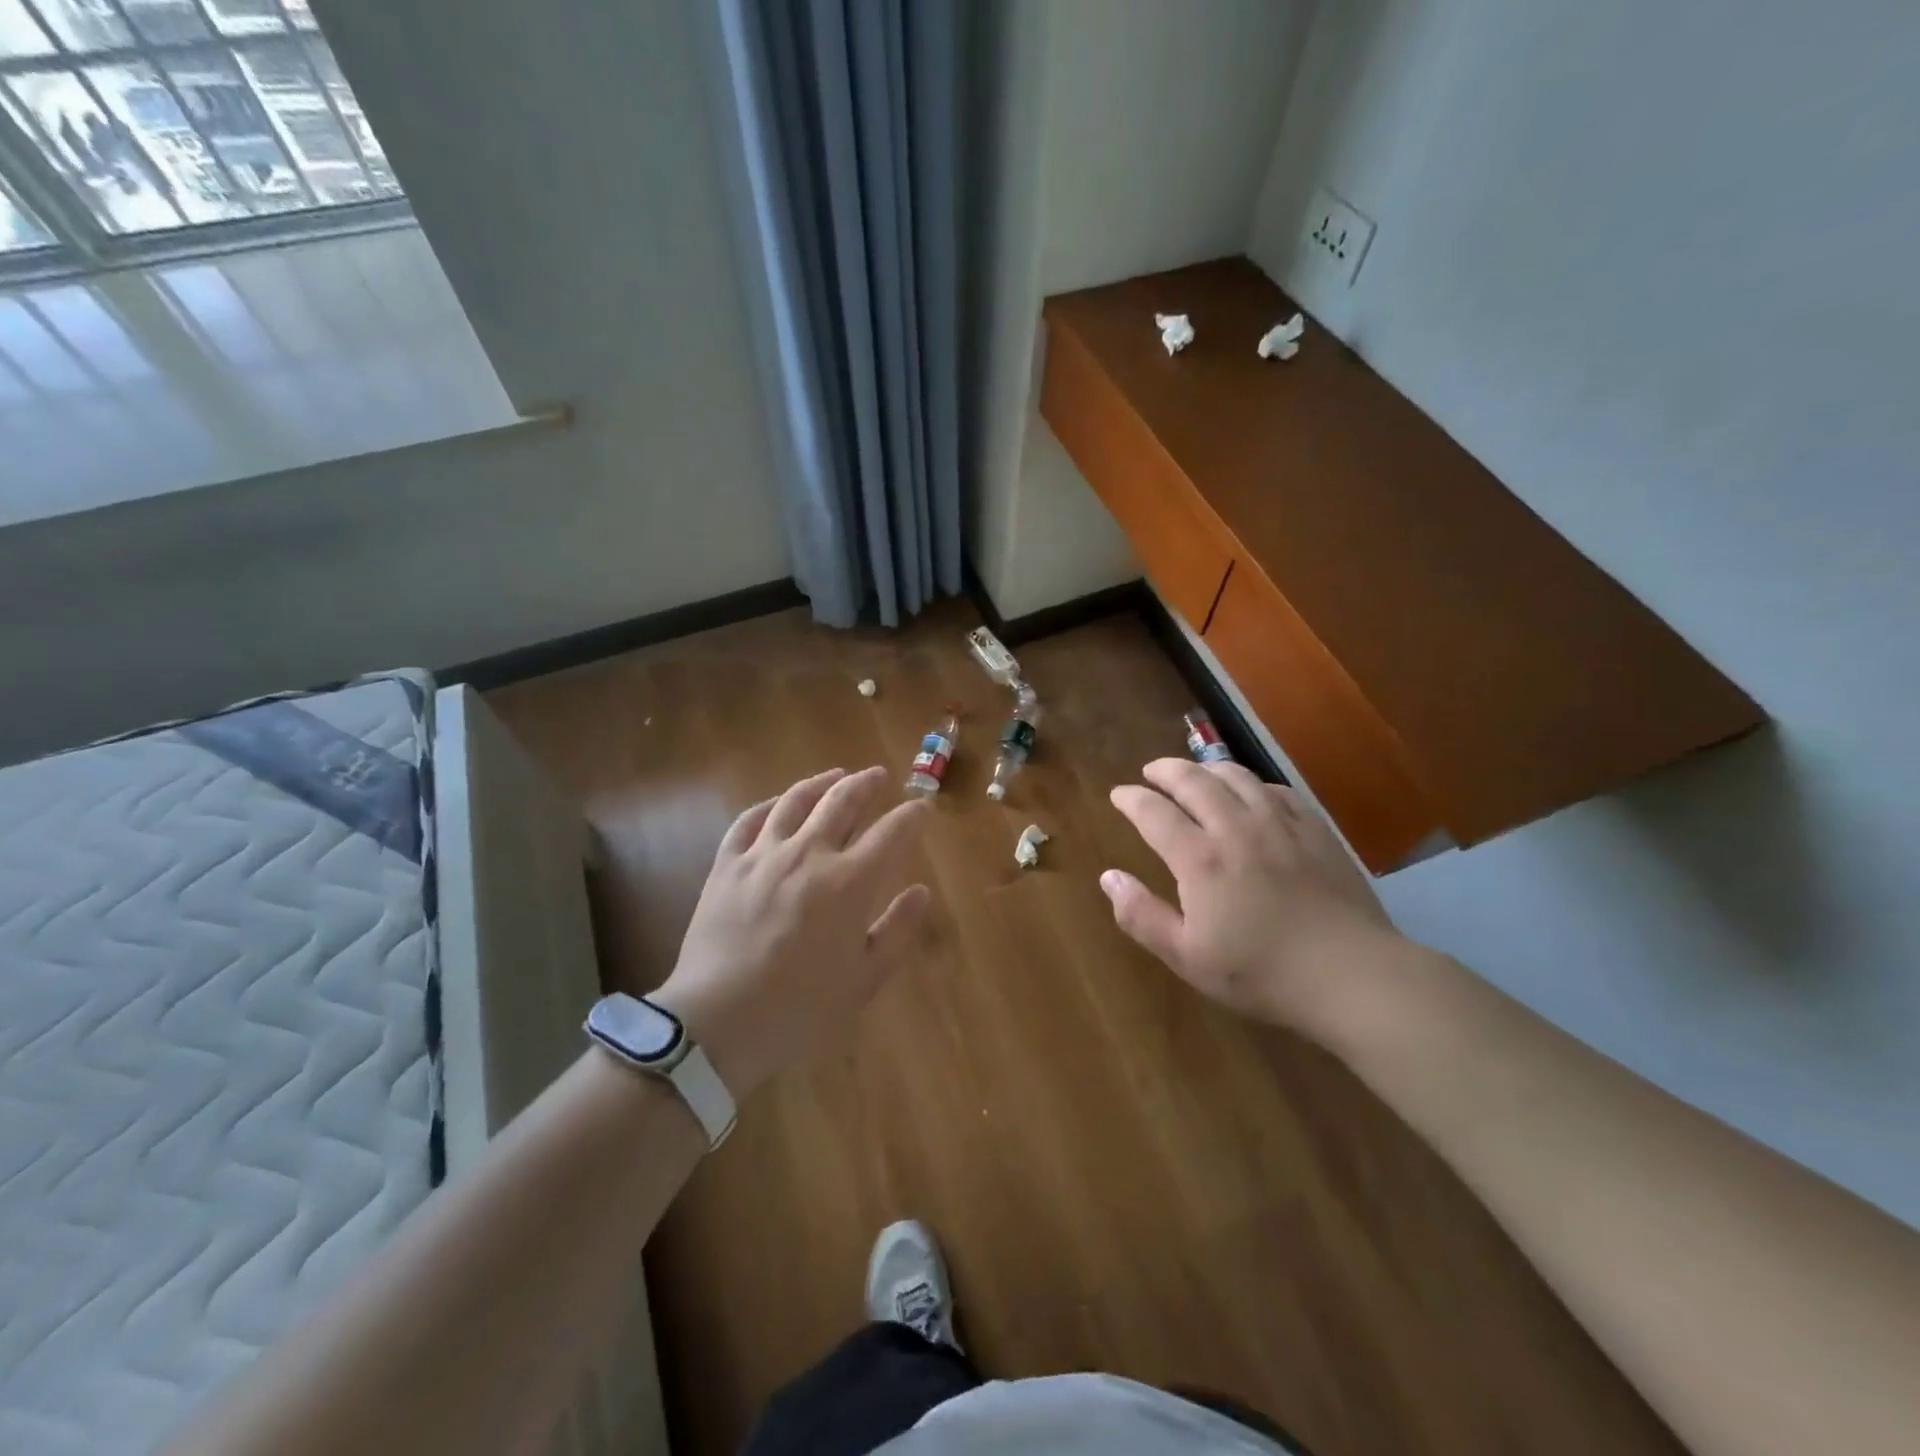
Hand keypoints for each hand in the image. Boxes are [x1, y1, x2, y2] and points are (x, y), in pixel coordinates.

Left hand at [651, 766, 932, 1098]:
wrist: (718, 1023)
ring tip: (835, 775)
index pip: (892, 832)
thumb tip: (921, 891)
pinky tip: (778, 804)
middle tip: (879, 776)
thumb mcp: (864, 979)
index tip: (922, 808)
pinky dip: (769, 805)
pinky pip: (749, 820)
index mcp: (850, 882)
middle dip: (867, 784)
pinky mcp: (727, 865)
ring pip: (796, 800)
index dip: (912, 816)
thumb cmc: (801, 1008)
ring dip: (821, 782)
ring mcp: (764, 854)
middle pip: (843, 800)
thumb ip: (896, 929)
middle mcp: (810, 854)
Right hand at [1103, 759, 1404, 1030]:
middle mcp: (1235, 828)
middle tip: (1151, 771)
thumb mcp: (1187, 957)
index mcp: (1200, 858)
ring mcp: (1279, 825)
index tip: (1118, 794)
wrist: (1351, 975)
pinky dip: (1254, 784)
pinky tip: (1253, 793)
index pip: (1154, 812)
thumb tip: (1108, 877)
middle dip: (1166, 770)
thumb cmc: (1261, 972)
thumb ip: (1141, 916)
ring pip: (1237, 777)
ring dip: (1208, 768)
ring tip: (1196, 773)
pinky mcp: (1315, 831)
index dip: (1131, 798)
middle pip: (1194, 780)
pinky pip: (1277, 791)